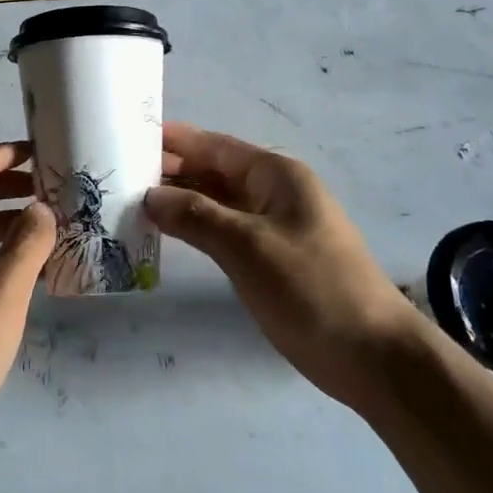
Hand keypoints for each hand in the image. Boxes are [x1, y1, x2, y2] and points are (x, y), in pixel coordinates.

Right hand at [146, 122, 417, 408]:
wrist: (373, 357)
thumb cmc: (311, 288)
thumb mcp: (247, 246)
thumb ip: (196, 216)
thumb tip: (149, 195)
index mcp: (276, 175)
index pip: (215, 146)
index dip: (174, 140)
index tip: (130, 135)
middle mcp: (274, 192)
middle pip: (214, 171)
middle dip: (172, 170)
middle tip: (119, 173)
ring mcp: (274, 226)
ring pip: (217, 202)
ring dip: (181, 200)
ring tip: (132, 200)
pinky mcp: (272, 258)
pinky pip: (225, 230)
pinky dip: (196, 228)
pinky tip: (166, 233)